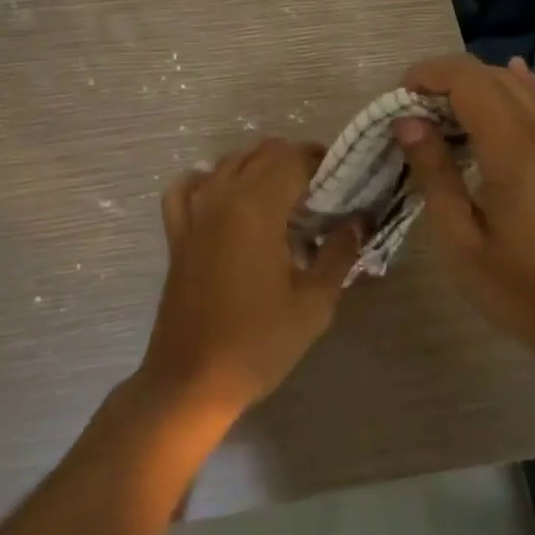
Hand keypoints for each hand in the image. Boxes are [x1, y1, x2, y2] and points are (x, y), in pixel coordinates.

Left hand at [137, 138, 358, 417]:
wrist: (192, 381)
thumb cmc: (258, 343)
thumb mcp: (314, 303)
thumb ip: (339, 253)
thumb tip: (358, 221)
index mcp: (256, 207)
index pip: (294, 159)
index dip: (323, 161)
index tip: (345, 179)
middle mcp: (221, 196)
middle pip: (263, 153)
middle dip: (296, 161)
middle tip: (323, 191)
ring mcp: (194, 212)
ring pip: (229, 163)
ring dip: (260, 167)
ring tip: (285, 197)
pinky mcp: (177, 232)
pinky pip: (188, 187)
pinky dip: (209, 181)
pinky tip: (226, 199)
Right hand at [395, 54, 534, 366]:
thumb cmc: (519, 289)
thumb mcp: (460, 240)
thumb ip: (434, 174)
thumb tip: (406, 122)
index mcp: (512, 150)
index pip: (467, 80)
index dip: (427, 75)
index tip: (396, 100)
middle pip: (488, 73)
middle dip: (442, 78)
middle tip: (409, 110)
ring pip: (513, 83)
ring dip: (470, 84)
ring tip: (437, 113)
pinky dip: (506, 89)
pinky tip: (491, 93)